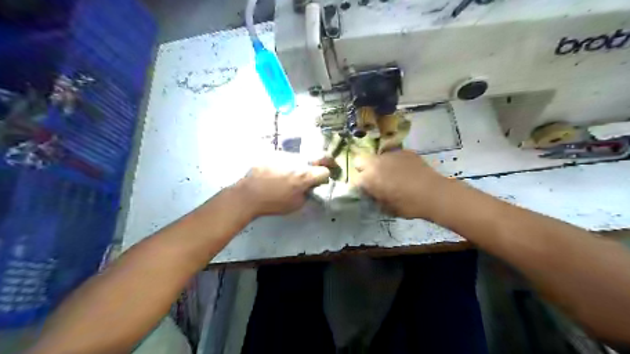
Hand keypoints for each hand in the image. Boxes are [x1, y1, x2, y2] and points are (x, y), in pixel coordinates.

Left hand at [231, 152, 329, 216]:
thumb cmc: (273, 202)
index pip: (325, 171)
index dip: (326, 176)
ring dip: (304, 163)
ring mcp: (286, 155)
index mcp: (305, 175)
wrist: (248, 194)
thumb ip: (307, 194)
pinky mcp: (275, 153)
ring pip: (302, 156)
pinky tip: (280, 172)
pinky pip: (287, 157)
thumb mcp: (296, 204)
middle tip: (328, 164)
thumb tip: (310, 187)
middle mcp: (299, 161)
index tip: (322, 181)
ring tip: (296, 172)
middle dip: (325, 161)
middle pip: (319, 155)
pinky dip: (289, 163)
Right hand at [353, 150, 447, 217]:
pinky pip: (393, 155)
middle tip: (373, 179)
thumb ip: (375, 198)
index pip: (354, 179)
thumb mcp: (386, 208)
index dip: (359, 186)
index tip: (366, 190)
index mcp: (369, 178)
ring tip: (392, 174)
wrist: (434, 193)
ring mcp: (390, 154)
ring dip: (379, 165)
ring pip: (377, 157)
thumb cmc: (408, 205)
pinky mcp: (404, 151)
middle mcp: (376, 162)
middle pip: (359, 161)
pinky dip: (395, 162)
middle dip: (363, 169)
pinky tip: (405, 171)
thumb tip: (372, 193)